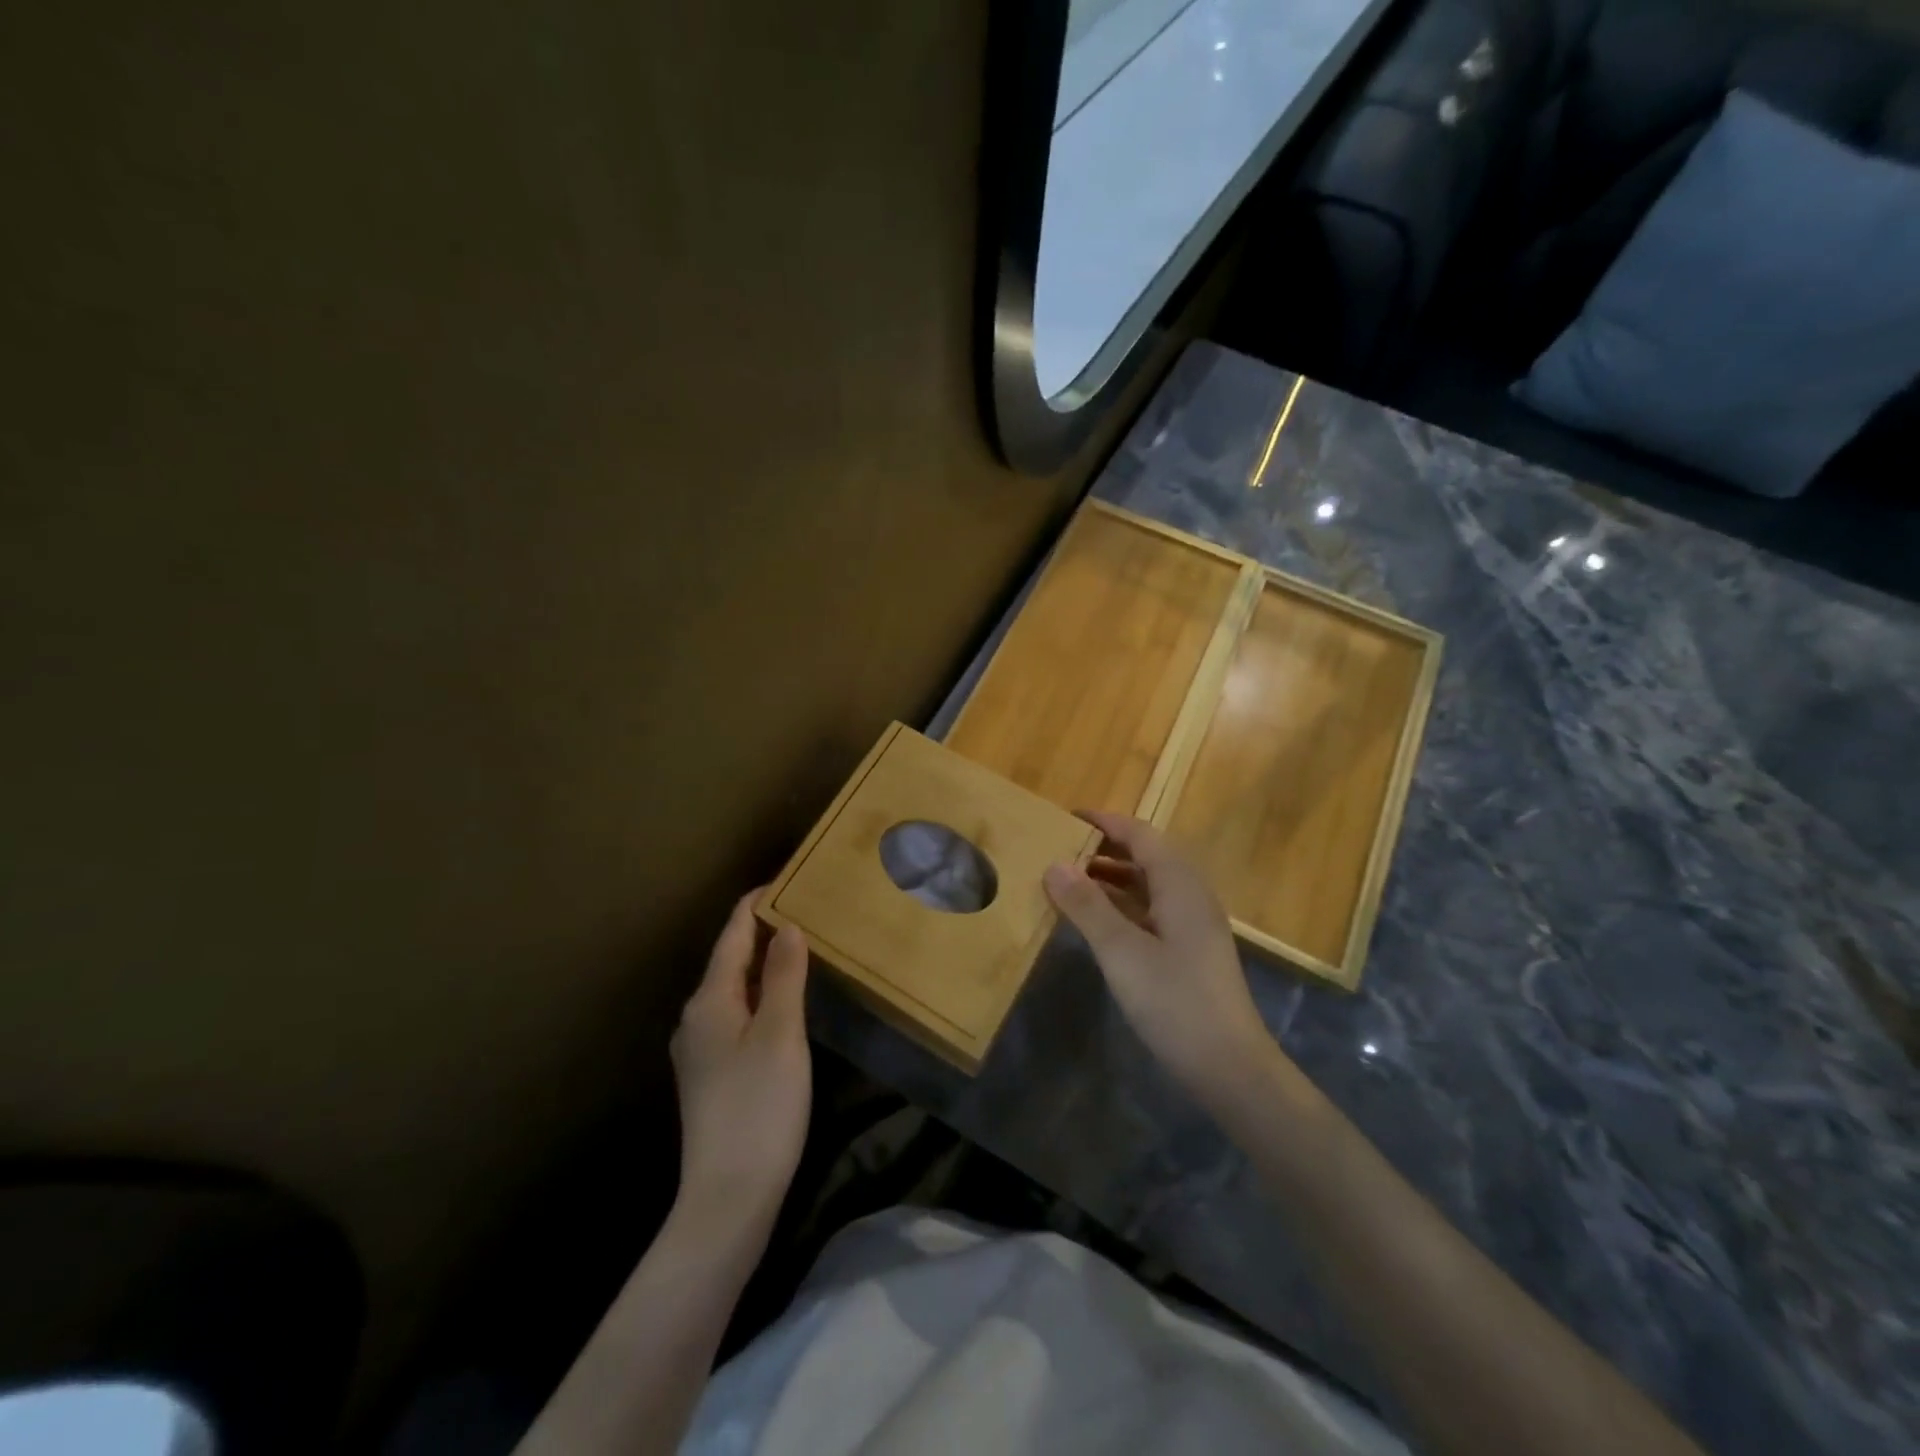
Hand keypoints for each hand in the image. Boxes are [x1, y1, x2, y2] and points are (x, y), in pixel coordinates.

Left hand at [670, 893, 811, 1235]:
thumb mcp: (781, 1034)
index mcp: (710, 1000)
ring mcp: (700, 1048)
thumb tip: (789, 926)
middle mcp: (696, 1016)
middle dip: (763, 931)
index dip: (758, 903)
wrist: (728, 1197)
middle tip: (806, 910)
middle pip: (730, 958)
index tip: (789, 879)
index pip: (733, 933)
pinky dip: (760, 995)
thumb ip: (785, 975)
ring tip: (800, 947)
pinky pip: (736, 1015)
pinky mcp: (711, 1074)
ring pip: (734, 988)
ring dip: (763, 964)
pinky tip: (784, 1003)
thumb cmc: (760, 1107)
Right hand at [1044, 812, 1278, 1108]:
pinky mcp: (1190, 951)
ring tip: (1072, 881)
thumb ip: (1087, 906)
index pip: (1141, 835)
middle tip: (1063, 850)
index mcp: (1180, 885)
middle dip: (1106, 848)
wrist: (1229, 1067)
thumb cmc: (1175, 1001)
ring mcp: (1193, 925)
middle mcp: (1191, 896)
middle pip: (1148, 856)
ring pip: (1150, 885)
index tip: (1068, 818)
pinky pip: (1153, 910)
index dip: (1106, 822)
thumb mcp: (1121, 951)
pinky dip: (1123, 905)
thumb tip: (1053, 864)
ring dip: (1114, 877)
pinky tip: (1099, 921)